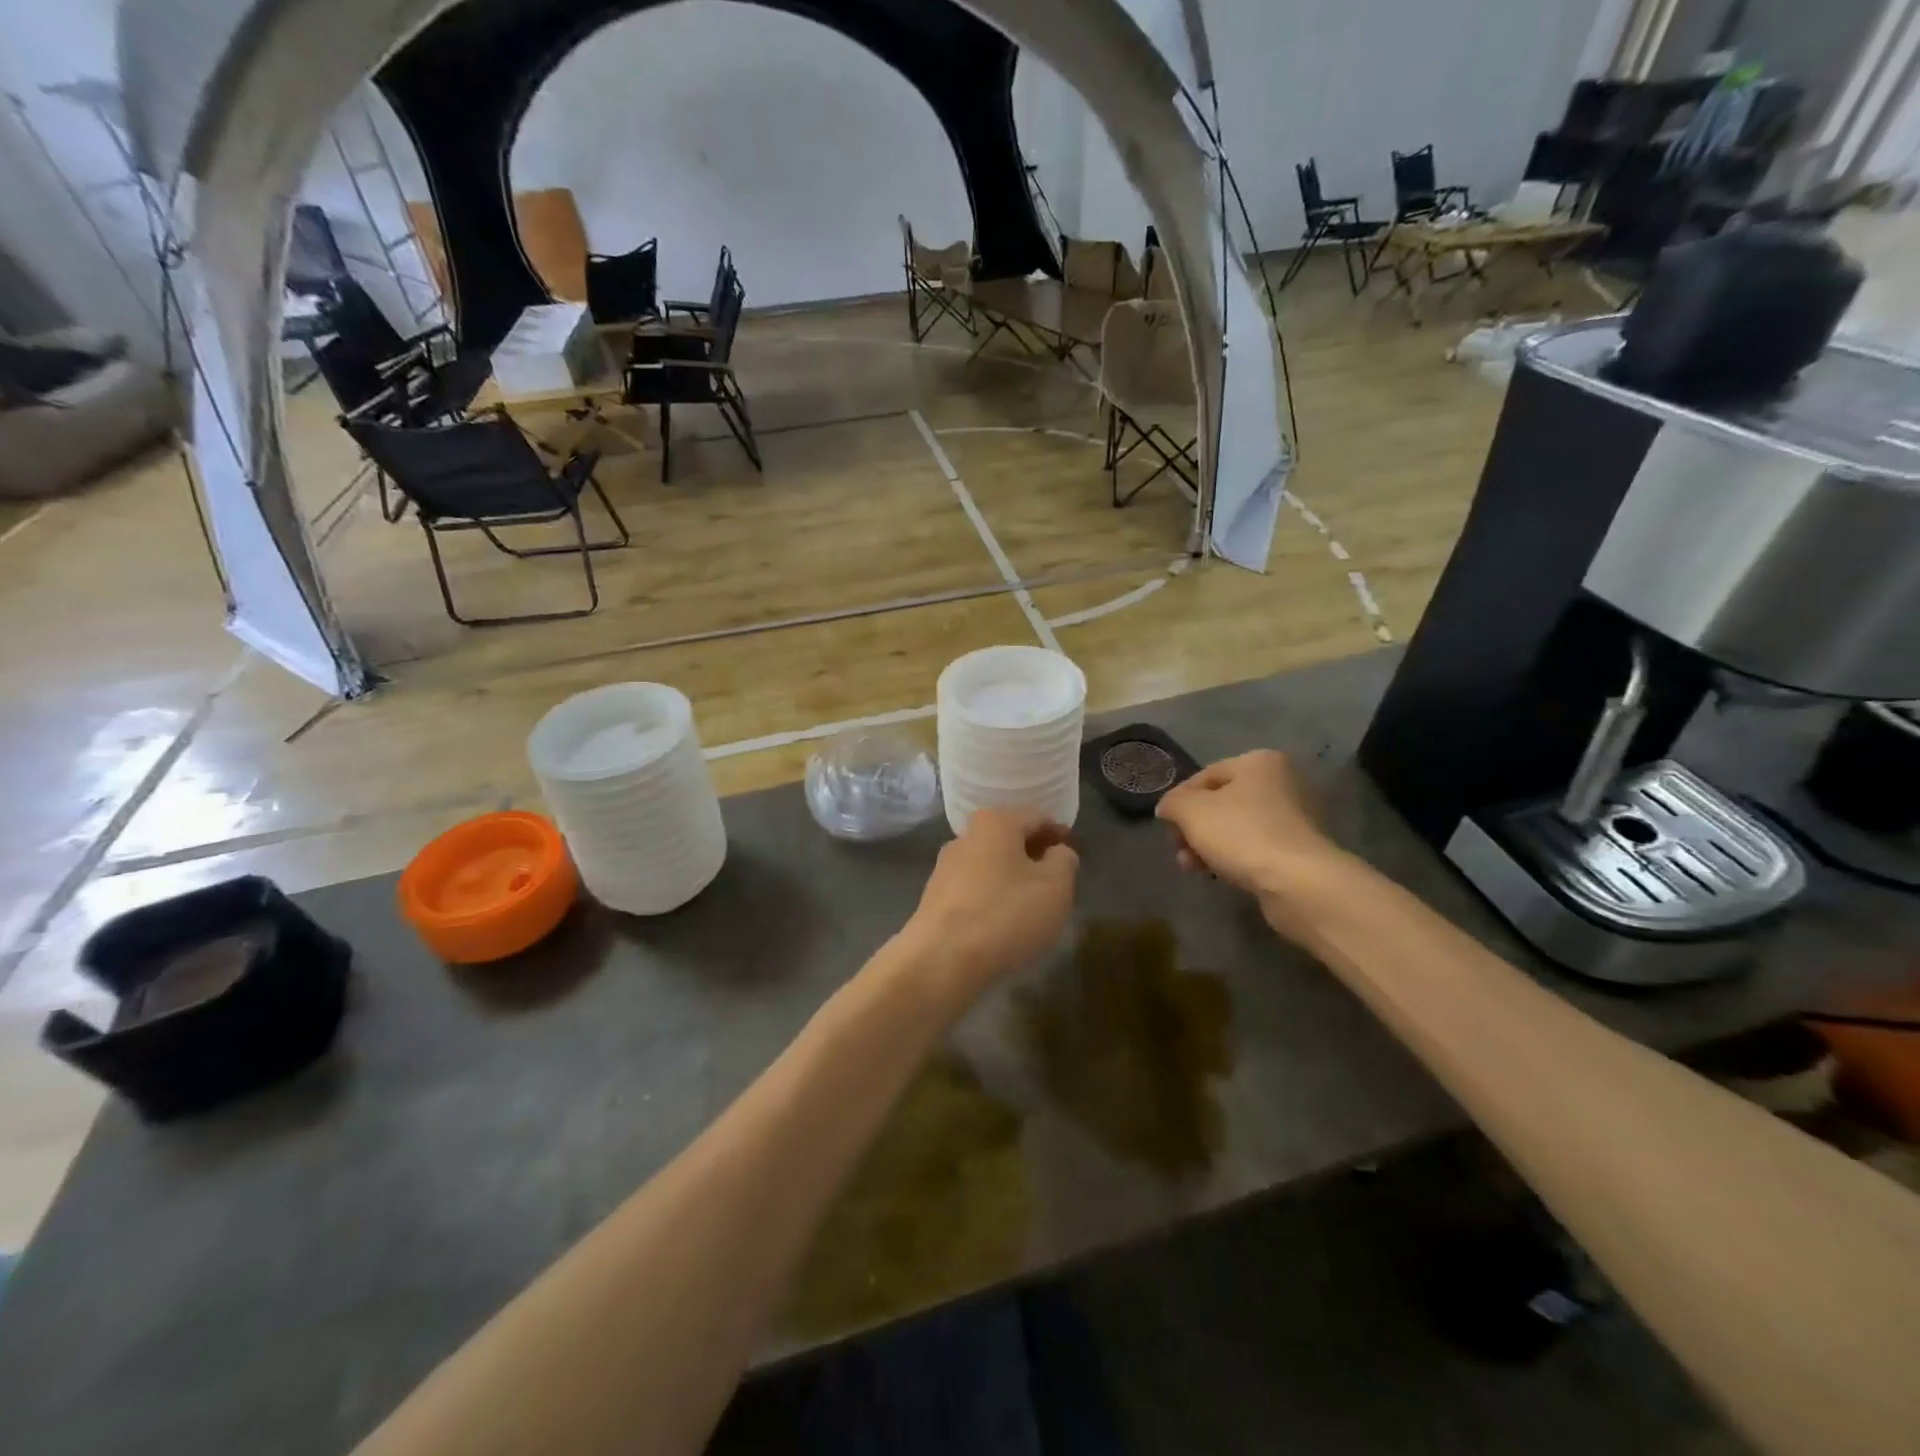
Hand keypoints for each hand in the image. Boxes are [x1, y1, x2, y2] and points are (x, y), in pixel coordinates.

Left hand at [898, 809, 1077, 1003]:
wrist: (942, 959)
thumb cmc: (1007, 914)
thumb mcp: (1055, 887)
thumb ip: (1064, 861)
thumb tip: (1058, 852)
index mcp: (996, 823)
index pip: (1037, 817)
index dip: (1059, 833)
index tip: (1074, 852)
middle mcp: (966, 836)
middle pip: (1010, 838)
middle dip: (1034, 855)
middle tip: (1057, 879)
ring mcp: (945, 867)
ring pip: (990, 864)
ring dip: (1012, 877)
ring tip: (1032, 904)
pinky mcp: (935, 897)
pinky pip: (974, 888)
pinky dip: (993, 896)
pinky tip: (1003, 921)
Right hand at [1155, 751, 1348, 938]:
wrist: (1298, 882)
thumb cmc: (1241, 834)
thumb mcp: (1190, 811)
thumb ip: (1172, 802)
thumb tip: (1168, 808)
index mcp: (1260, 762)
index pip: (1206, 775)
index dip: (1179, 800)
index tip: (1165, 826)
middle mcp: (1283, 782)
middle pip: (1222, 802)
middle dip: (1195, 827)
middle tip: (1178, 849)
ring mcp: (1296, 816)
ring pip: (1237, 827)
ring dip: (1209, 845)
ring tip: (1192, 867)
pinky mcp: (1301, 848)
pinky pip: (1256, 846)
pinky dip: (1235, 857)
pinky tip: (1219, 873)